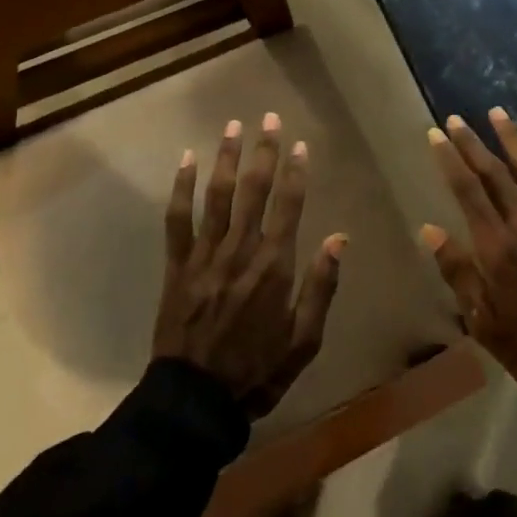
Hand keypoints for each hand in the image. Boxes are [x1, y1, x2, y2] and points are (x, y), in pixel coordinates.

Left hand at [153, 114, 346, 417]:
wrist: (196, 399)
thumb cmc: (257, 371)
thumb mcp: (305, 339)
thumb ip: (322, 286)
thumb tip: (338, 238)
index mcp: (275, 267)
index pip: (289, 207)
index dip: (296, 172)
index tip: (300, 145)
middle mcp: (240, 251)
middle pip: (254, 191)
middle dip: (263, 151)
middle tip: (268, 117)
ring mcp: (205, 255)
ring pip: (217, 196)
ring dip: (226, 158)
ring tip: (232, 126)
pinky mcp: (177, 265)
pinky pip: (178, 218)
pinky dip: (182, 187)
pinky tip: (186, 160)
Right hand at [421, 109, 516, 401]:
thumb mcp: (481, 319)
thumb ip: (457, 271)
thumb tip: (430, 230)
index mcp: (497, 246)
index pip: (467, 190)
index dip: (449, 159)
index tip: (436, 134)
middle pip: (495, 173)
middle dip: (473, 143)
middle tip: (456, 119)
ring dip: (514, 140)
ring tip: (497, 113)